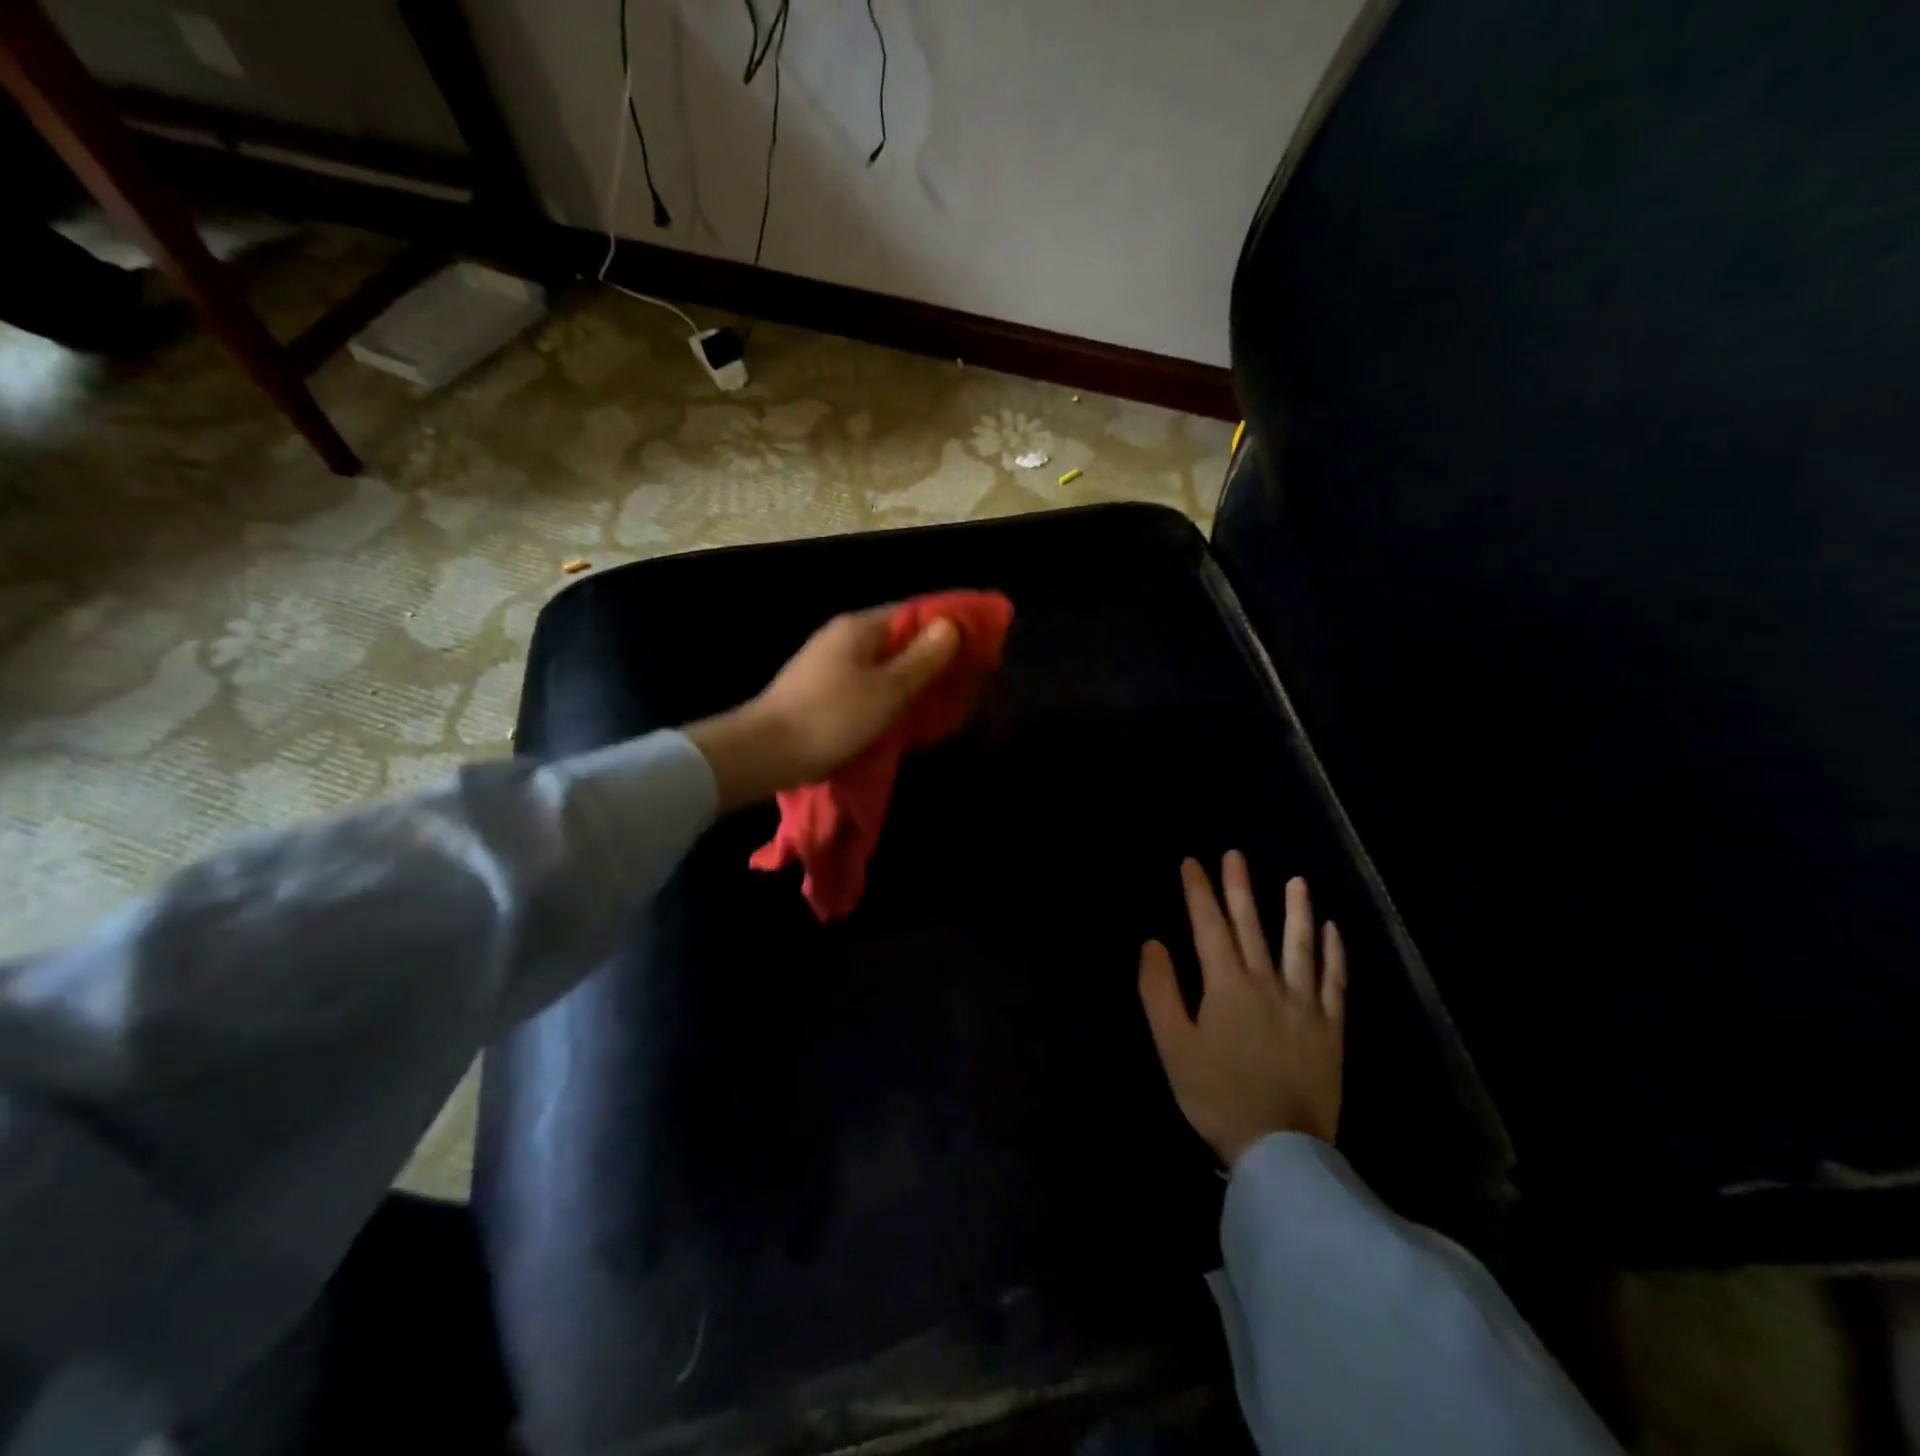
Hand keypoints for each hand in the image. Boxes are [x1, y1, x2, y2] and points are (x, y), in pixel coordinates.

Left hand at [687, 607, 960, 809]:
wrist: (764, 753)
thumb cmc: (831, 718)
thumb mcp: (887, 690)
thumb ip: (922, 658)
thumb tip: (951, 625)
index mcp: (860, 628)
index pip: (915, 612)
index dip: (949, 625)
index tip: (980, 643)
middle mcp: (844, 638)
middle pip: (900, 638)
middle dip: (934, 655)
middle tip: (968, 677)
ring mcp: (829, 664)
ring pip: (885, 663)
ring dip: (914, 677)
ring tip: (945, 698)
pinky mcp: (822, 690)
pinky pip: (868, 684)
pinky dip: (891, 694)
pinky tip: (906, 714)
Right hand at [1138, 853, 1345, 1164]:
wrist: (1279, 1148)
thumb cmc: (1216, 1095)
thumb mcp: (1173, 1045)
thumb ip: (1160, 991)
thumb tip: (1153, 943)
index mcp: (1226, 985)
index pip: (1208, 926)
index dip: (1198, 892)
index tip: (1192, 863)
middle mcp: (1266, 982)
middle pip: (1251, 925)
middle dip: (1239, 888)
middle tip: (1235, 855)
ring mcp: (1303, 1003)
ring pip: (1299, 945)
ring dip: (1296, 910)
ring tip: (1296, 881)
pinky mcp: (1330, 1027)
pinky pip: (1334, 982)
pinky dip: (1334, 954)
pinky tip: (1333, 931)